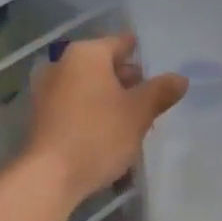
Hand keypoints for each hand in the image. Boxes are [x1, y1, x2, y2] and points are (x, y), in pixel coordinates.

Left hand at [27, 34, 187, 204]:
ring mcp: (47, 90)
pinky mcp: (41, 116)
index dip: (143, 56)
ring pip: (90, 87)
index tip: (161, 71)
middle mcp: (62, 64)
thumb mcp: (139, 112)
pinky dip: (93, 112)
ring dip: (112, 99)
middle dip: (128, 81)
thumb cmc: (98, 134)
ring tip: (135, 121)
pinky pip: (75, 105)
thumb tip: (180, 78)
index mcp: (86, 54)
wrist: (49, 177)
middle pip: (105, 65)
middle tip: (152, 101)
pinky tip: (109, 133)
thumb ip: (161, 91)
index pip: (122, 44)